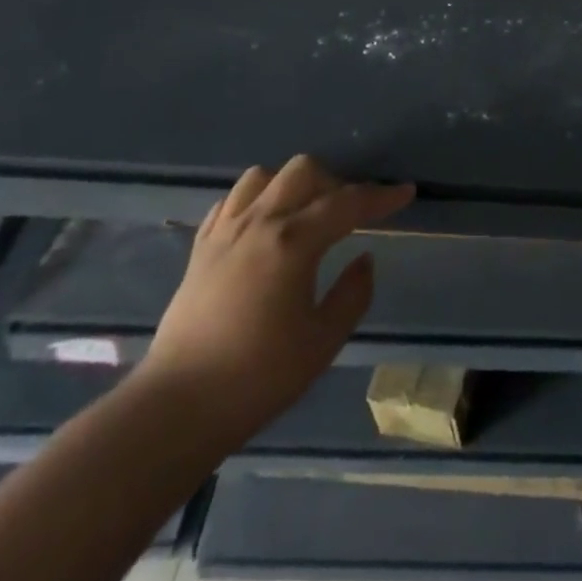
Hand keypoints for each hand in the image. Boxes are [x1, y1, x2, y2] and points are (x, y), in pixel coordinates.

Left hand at [136, 156, 413, 438]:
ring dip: (291, 186)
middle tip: (348, 215)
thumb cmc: (257, 378)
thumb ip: (353, 294)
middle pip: (304, 171)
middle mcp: (260, 223)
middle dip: (334, 183)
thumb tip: (365, 259)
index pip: (349, 203)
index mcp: (294, 242)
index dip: (382, 197)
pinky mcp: (200, 250)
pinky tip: (262, 227)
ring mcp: (225, 233)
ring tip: (303, 215)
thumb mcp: (322, 342)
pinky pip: (230, 202)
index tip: (406, 193)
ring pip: (263, 176)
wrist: (175, 410)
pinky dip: (254, 202)